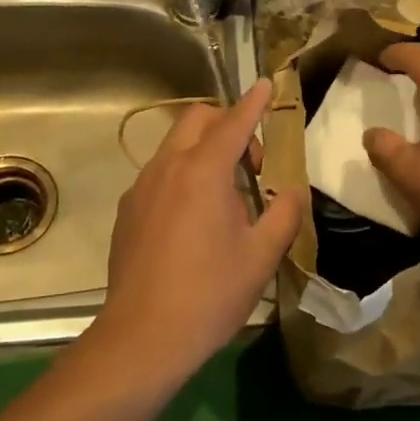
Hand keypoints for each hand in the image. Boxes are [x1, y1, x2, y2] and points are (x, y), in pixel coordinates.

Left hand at [84, 80, 304, 384]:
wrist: (144, 336)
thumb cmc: (210, 293)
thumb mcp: (261, 255)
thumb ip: (284, 213)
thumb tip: (292, 192)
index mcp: (203, 171)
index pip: (234, 122)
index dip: (254, 102)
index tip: (268, 84)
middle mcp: (166, 168)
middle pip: (196, 121)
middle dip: (226, 124)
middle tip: (251, 164)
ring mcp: (140, 188)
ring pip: (174, 146)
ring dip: (203, 151)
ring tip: (225, 196)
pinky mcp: (127, 211)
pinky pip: (159, 174)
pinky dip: (182, 175)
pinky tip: (193, 219)